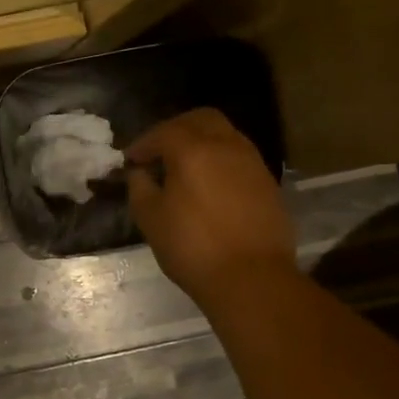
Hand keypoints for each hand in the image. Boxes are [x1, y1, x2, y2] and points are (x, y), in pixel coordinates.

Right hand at [127, 109, 296, 304]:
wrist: (252, 278)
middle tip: (158, 151)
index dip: (143, 144)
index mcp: (193, 150)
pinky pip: (239, 158)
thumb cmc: (192, 247)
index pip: (163, 132)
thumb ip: (140, 187)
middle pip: (201, 119)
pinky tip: (208, 186)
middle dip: (176, 129)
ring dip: (201, 142)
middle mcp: (226, 146)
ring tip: (183, 168)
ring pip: (225, 135)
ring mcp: (252, 163)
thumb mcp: (150, 218)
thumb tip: (140, 173)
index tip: (130, 160)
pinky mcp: (268, 183)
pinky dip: (219, 161)